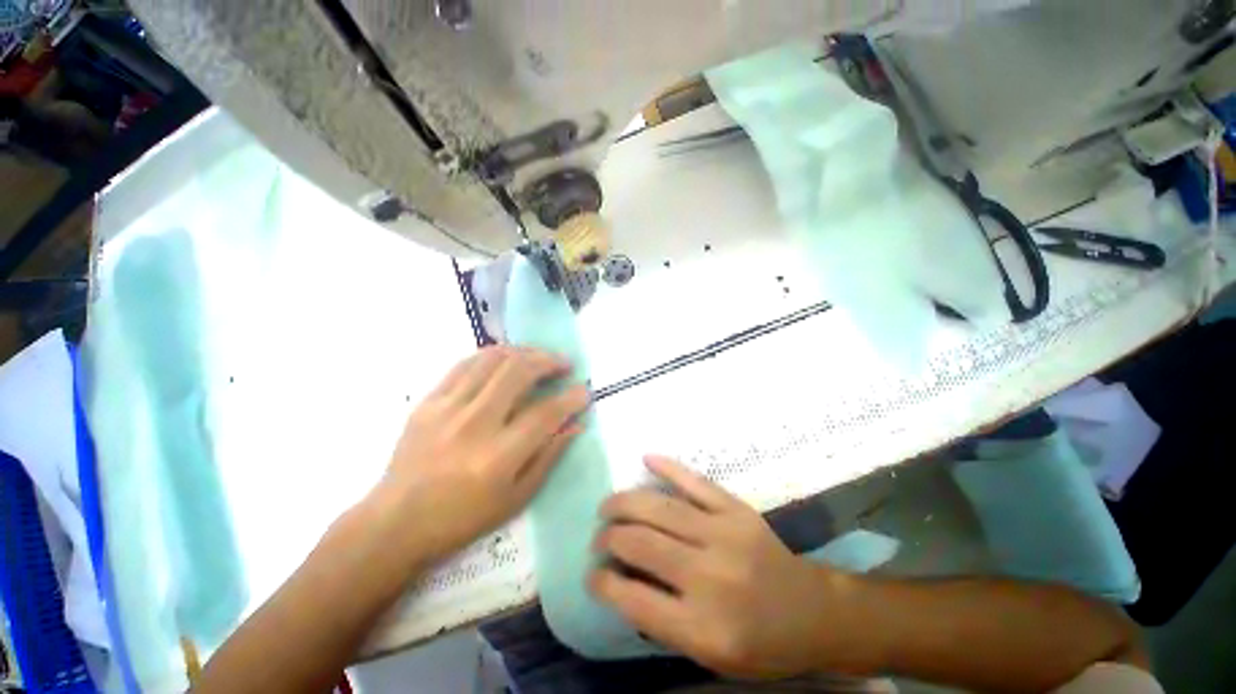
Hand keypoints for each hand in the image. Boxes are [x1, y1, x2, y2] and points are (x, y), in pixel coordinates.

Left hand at [374, 346, 588, 566]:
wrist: (397, 521)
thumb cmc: (463, 518)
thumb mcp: (517, 498)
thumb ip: (549, 456)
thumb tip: (576, 425)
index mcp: (498, 457)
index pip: (546, 414)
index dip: (571, 398)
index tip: (584, 391)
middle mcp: (474, 425)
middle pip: (519, 372)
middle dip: (549, 361)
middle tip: (564, 364)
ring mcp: (447, 408)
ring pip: (493, 360)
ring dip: (524, 352)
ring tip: (538, 357)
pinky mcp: (429, 400)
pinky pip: (465, 363)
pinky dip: (492, 355)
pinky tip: (506, 358)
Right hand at [590, 456, 850, 679]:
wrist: (813, 611)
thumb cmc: (761, 644)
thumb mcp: (710, 655)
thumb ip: (663, 622)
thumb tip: (621, 580)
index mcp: (703, 627)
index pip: (634, 599)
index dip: (603, 583)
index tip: (591, 574)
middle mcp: (711, 577)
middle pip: (642, 544)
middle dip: (609, 537)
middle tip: (599, 537)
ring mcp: (725, 534)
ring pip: (660, 508)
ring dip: (625, 503)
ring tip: (608, 507)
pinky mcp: (737, 509)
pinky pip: (695, 481)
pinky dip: (668, 467)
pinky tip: (646, 458)